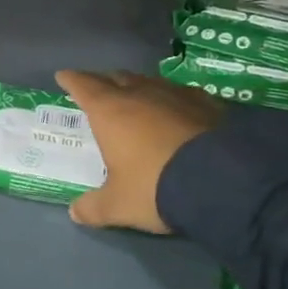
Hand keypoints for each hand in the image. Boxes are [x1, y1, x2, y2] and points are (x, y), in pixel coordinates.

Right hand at [55, 69, 221, 232]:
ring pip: (151, 82)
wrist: (223, 180)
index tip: (63, 76)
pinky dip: (172, 100)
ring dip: (139, 88)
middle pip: (117, 78)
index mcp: (110, 111)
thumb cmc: (155, 186)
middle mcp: (140, 94)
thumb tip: (75, 212)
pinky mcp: (209, 104)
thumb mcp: (118, 205)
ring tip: (137, 97)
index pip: (84, 86)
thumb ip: (94, 207)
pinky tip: (178, 110)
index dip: (71, 80)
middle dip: (105, 81)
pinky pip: (182, 95)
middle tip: (99, 88)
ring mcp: (177, 95)